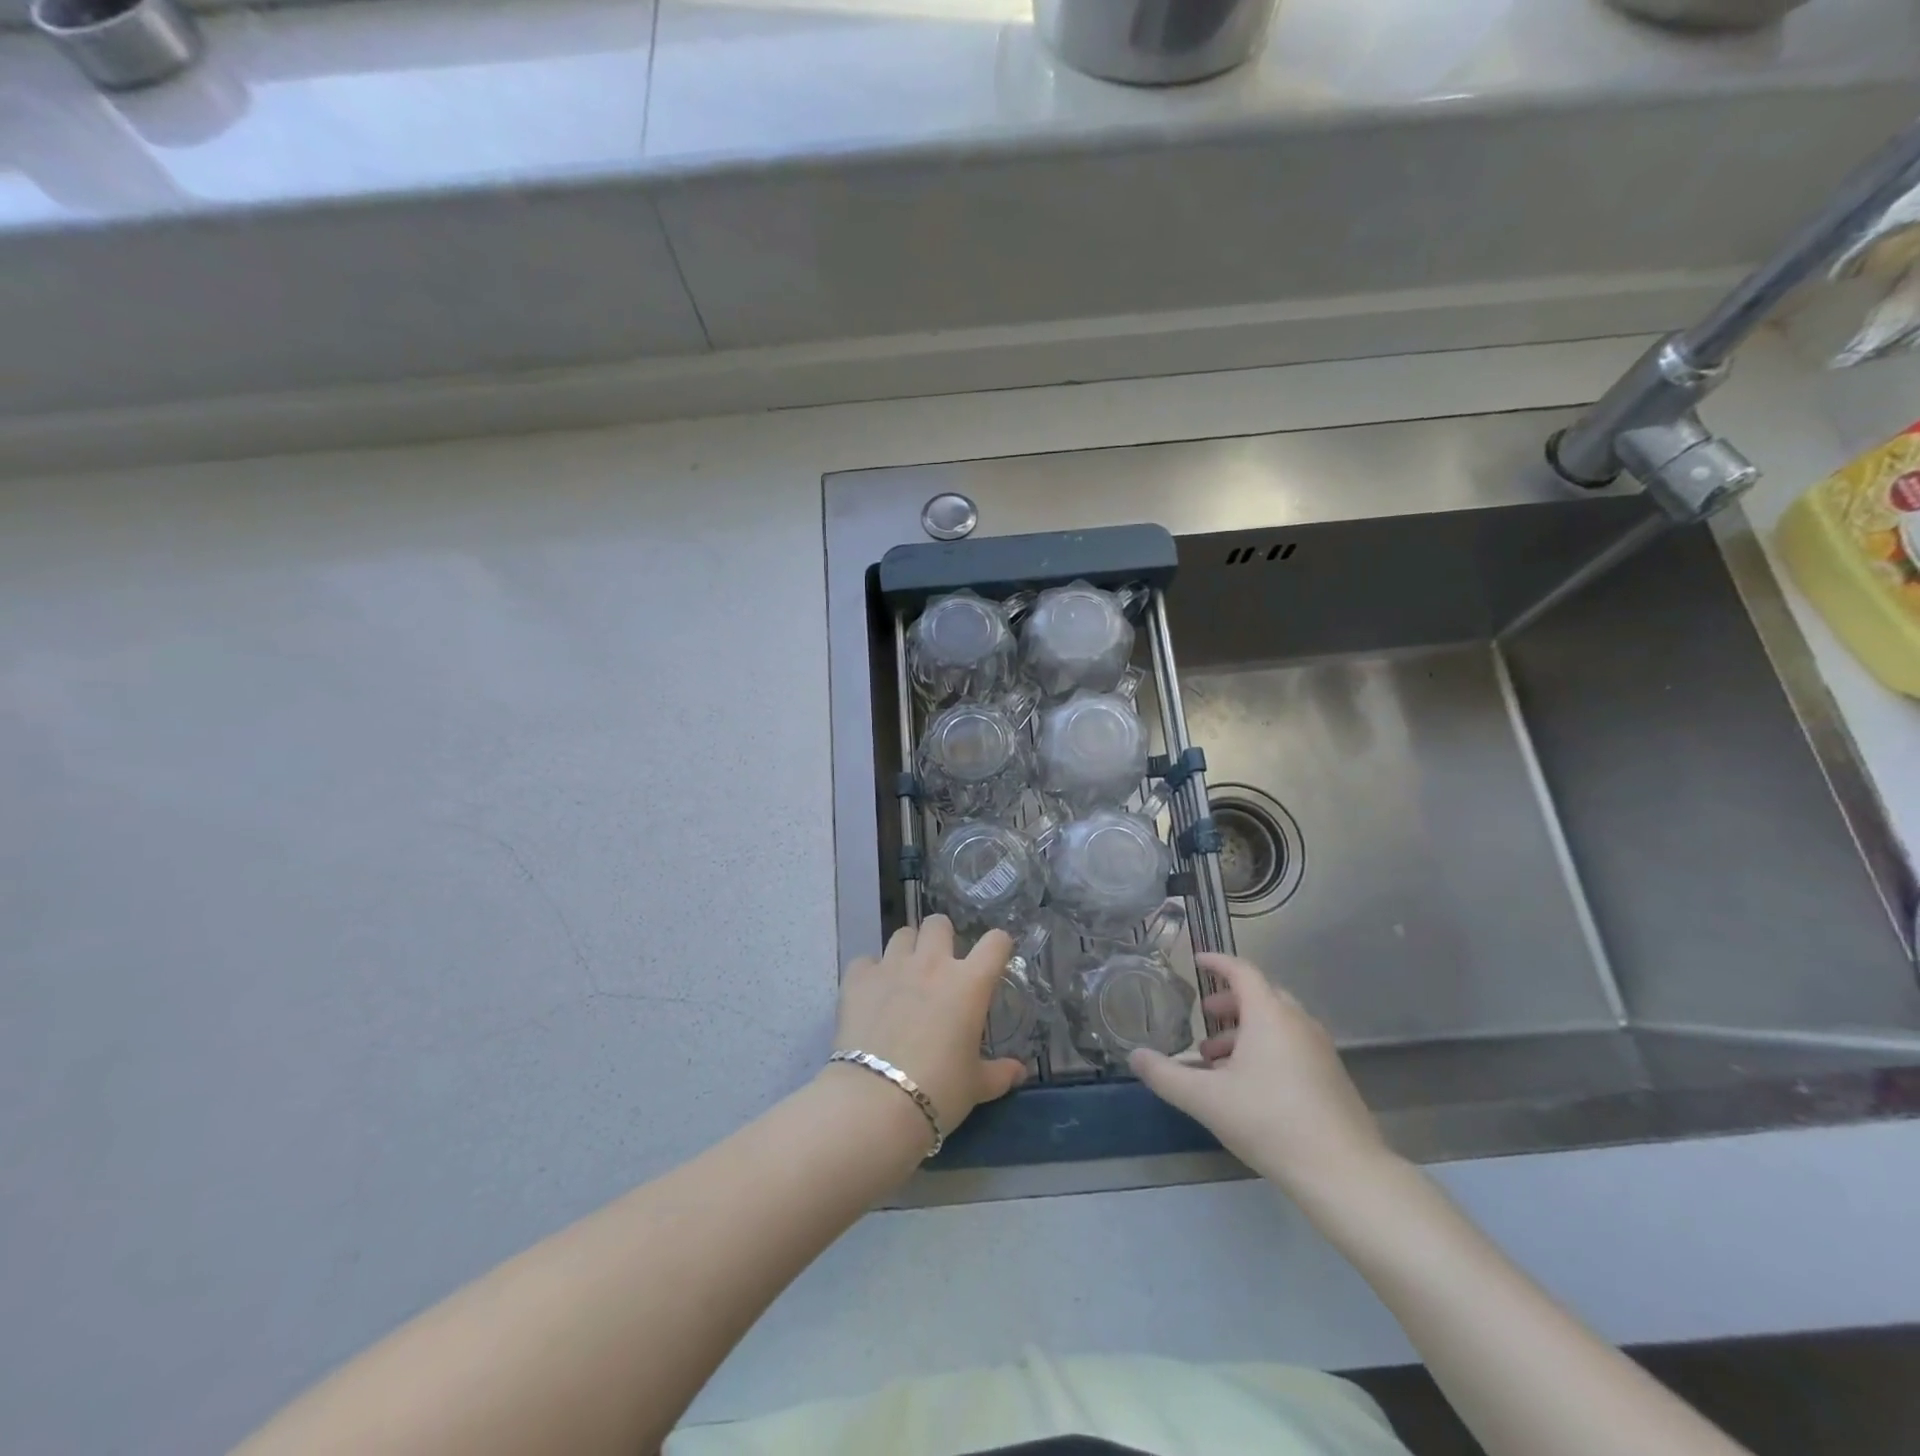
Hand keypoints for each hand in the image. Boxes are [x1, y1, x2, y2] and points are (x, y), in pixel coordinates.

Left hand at [831, 915, 1026, 1140]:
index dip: (998, 945)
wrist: (876, 1101)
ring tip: (905, 974)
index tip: (995, 959)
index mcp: (969, 983)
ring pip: (902, 934)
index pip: (995, 943)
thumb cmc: (939, 1090)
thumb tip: (1019, 1071)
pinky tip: (872, 993)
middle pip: (938, 923)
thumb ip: (999, 1073)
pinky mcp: (858, 978)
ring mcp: (892, 966)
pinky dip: (871, 973)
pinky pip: (866, 961)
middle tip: (941, 963)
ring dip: (907, 949)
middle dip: (942, 936)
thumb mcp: (976, 1086)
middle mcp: (932, 963)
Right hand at [1128, 953, 1396, 1203]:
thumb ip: (1166, 1075)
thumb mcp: (1206, 1099)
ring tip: (1216, 1060)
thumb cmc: (1269, 1122)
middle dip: (1229, 1002)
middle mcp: (1297, 1022)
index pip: (1242, 971)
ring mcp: (1320, 1049)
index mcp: (1269, 1015)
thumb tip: (1134, 1056)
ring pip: (1277, 1024)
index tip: (1197, 961)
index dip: (1217, 963)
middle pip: (1261, 996)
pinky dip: (1266, 1049)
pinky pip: (1292, 1046)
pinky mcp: (1332, 1076)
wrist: (1344, 1173)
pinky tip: (1248, 1086)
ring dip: (1245, 1031)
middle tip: (1204, 1016)